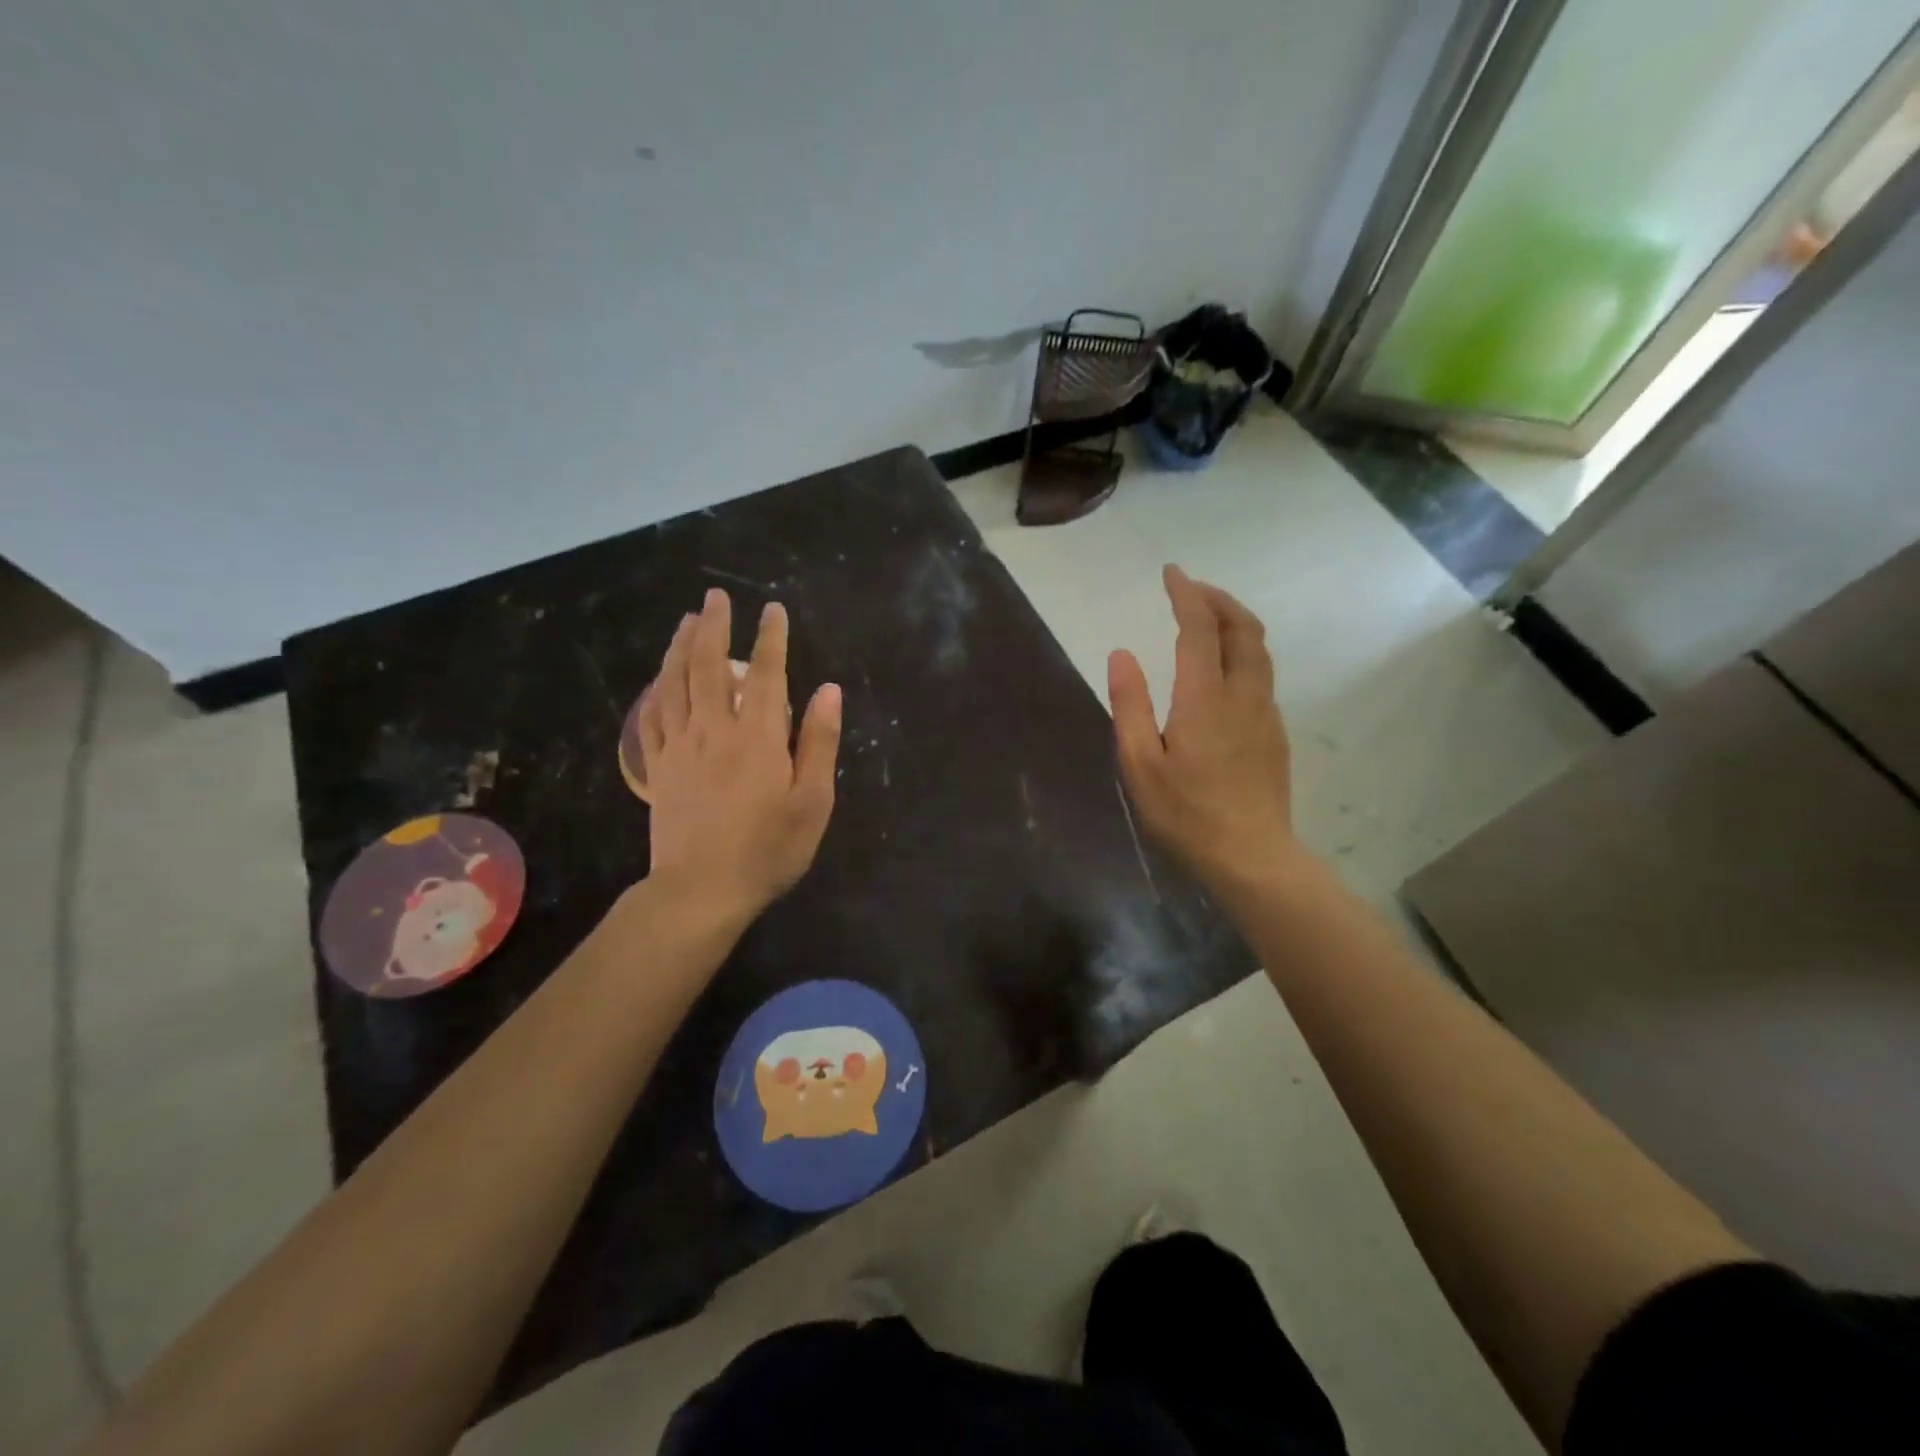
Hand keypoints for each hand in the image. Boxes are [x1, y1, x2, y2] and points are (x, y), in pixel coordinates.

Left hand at [638, 589, 841, 924]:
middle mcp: (714, 729)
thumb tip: (828, 689)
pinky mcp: (658, 768)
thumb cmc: (768, 849)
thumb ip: (818, 742)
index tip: (773, 610)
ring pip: (674, 683)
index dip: (770, 638)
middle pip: (708, 665)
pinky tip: (658, 680)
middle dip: (714, 626)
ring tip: (686, 621)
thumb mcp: (812, 801)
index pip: (764, 673)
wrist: (702, 891)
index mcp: (757, 736)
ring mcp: (679, 747)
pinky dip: (655, 691)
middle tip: (716, 597)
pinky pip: (652, 718)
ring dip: (679, 646)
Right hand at [1107, 565, 1296, 895]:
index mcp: (1205, 698)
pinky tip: (1223, 669)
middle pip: (1243, 628)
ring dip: (1235, 622)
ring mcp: (1265, 713)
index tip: (1171, 573)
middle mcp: (1243, 695)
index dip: (1186, 594)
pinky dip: (1242, 652)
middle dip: (1218, 599)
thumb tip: (1121, 654)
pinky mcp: (1274, 732)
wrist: (1251, 856)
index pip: (1200, 629)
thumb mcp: (1140, 764)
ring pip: (1259, 650)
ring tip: (1208, 619)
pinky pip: (1261, 675)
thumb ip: (1130, 705)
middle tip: (1191, 589)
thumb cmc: (1186, 814)